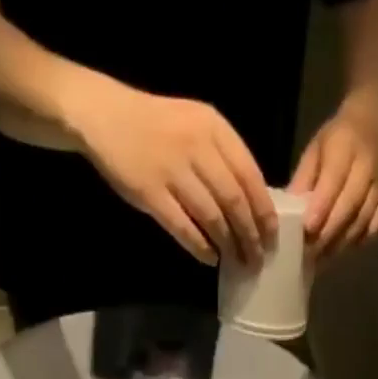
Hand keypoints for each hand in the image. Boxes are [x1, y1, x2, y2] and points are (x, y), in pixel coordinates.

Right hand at [65, 79, 276, 265]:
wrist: (105, 115)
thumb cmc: (158, 127)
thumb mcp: (197, 127)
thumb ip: (224, 159)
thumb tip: (252, 205)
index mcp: (215, 129)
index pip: (251, 177)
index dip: (264, 212)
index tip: (273, 237)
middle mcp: (196, 147)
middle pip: (235, 202)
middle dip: (250, 236)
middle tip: (258, 259)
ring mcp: (172, 170)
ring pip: (212, 217)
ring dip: (229, 245)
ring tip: (238, 263)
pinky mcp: (150, 192)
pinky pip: (183, 227)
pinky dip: (200, 247)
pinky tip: (210, 258)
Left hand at [291, 103, 377, 260]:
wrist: (373, 128)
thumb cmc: (336, 142)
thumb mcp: (314, 152)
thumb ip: (303, 181)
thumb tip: (286, 213)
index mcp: (345, 148)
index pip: (334, 181)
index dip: (321, 208)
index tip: (307, 230)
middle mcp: (367, 168)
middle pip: (349, 205)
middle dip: (329, 232)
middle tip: (310, 252)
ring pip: (362, 219)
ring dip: (342, 242)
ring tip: (322, 257)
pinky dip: (362, 239)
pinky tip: (346, 247)